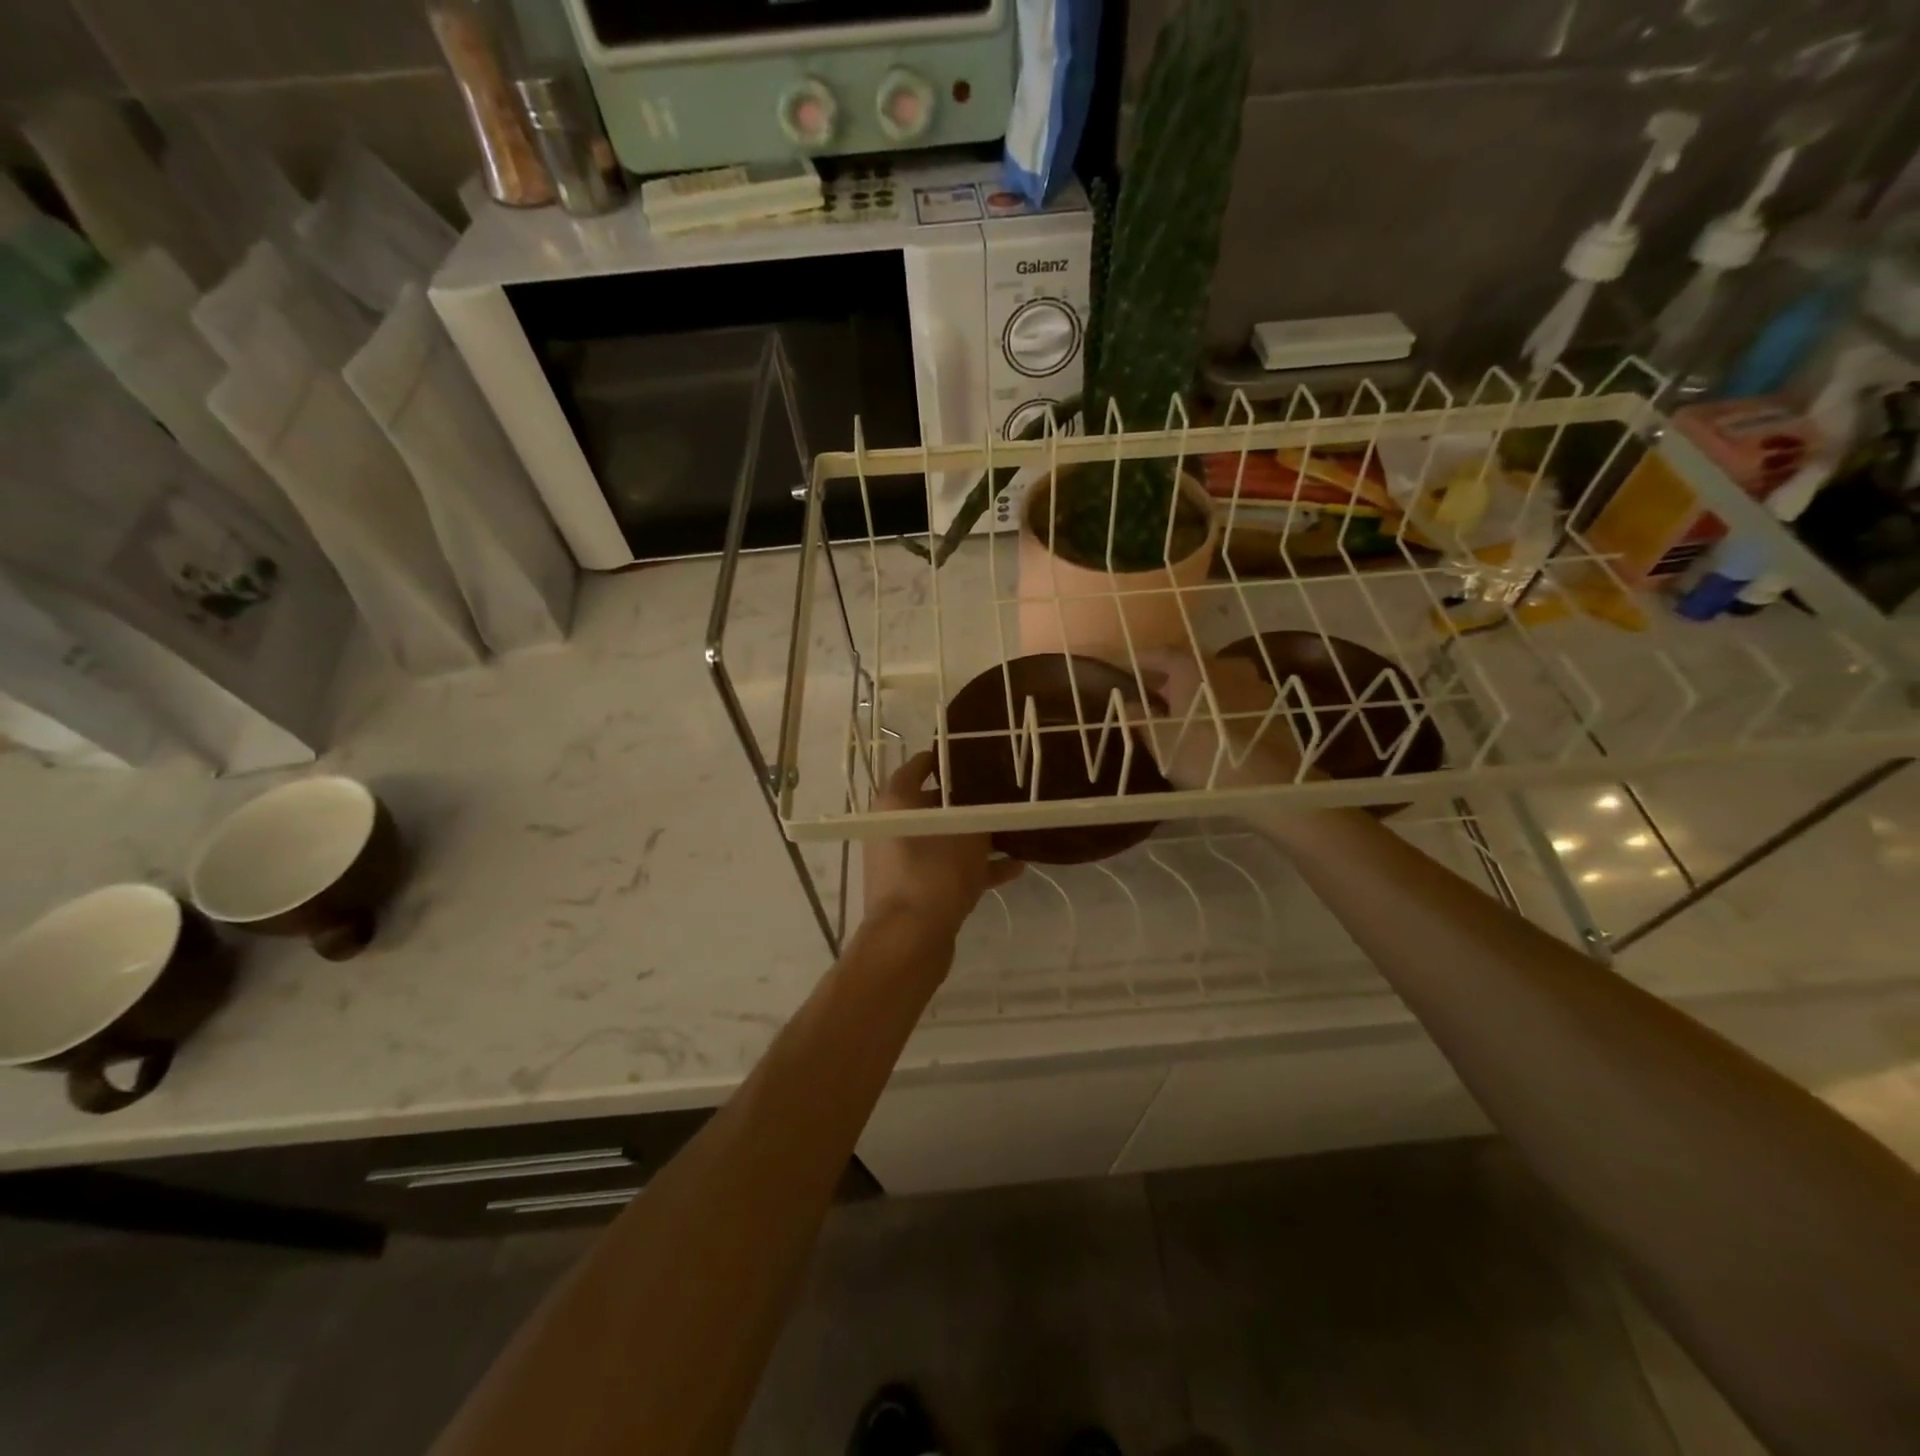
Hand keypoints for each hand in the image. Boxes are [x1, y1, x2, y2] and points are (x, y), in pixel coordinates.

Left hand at [863, 750, 1023, 941]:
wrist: (910, 941)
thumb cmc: (935, 874)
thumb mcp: (969, 833)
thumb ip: (983, 810)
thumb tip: (993, 795)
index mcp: (896, 803)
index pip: (919, 766)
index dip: (948, 758)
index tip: (978, 753)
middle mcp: (894, 827)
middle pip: (935, 803)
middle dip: (970, 800)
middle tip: (1004, 791)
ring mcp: (903, 860)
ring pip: (945, 838)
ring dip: (977, 837)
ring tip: (1015, 830)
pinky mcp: (916, 889)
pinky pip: (949, 869)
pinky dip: (976, 867)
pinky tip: (1015, 868)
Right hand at [1132, 648, 1302, 790]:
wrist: (1268, 782)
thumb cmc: (1203, 757)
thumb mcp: (1161, 743)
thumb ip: (1141, 719)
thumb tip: (1128, 704)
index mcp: (1192, 668)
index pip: (1161, 654)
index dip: (1143, 661)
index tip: (1129, 668)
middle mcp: (1224, 665)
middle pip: (1192, 664)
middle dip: (1173, 677)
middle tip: (1157, 693)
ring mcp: (1253, 682)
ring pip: (1218, 679)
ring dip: (1201, 689)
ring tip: (1188, 711)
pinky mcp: (1273, 704)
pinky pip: (1239, 696)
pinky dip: (1224, 703)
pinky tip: (1218, 724)